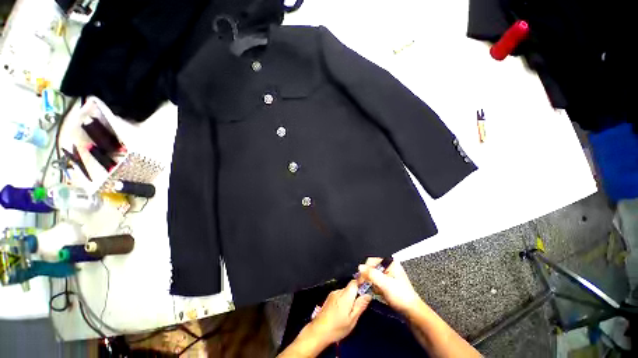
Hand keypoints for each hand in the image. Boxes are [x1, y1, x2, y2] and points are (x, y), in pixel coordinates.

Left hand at [306, 280, 371, 345]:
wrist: (318, 331)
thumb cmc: (337, 327)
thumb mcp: (352, 319)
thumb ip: (360, 305)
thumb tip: (368, 295)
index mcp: (346, 295)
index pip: (354, 282)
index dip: (361, 283)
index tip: (367, 290)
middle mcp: (339, 291)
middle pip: (350, 288)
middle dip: (355, 295)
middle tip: (358, 308)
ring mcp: (333, 294)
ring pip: (345, 292)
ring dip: (349, 299)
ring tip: (349, 313)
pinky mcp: (329, 298)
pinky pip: (339, 296)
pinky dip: (343, 301)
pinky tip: (341, 312)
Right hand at [357, 257, 422, 314]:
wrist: (412, 312)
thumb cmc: (401, 296)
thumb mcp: (385, 284)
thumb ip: (371, 274)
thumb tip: (360, 267)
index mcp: (390, 263)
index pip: (372, 261)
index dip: (365, 269)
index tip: (360, 278)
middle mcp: (389, 267)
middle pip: (372, 268)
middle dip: (367, 276)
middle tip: (363, 285)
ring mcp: (389, 275)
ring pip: (373, 275)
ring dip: (370, 283)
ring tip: (373, 290)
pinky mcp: (388, 284)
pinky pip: (376, 282)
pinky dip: (374, 287)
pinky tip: (377, 293)